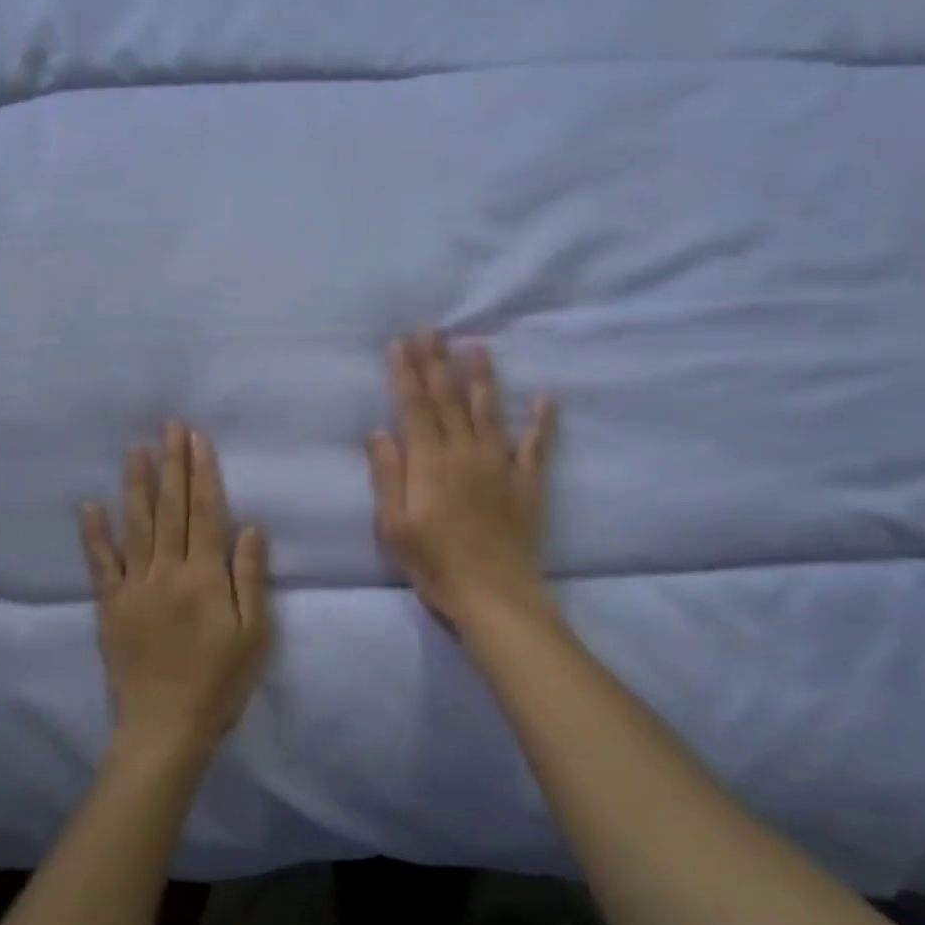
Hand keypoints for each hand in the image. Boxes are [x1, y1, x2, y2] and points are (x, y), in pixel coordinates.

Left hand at [80, 422, 272, 765]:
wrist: (164, 729)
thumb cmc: (219, 683)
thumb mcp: (254, 635)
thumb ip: (251, 579)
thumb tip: (250, 527)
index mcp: (206, 577)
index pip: (206, 512)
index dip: (202, 473)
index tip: (196, 438)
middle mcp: (168, 571)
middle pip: (171, 508)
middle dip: (172, 464)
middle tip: (169, 426)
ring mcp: (134, 586)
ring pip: (136, 524)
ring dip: (136, 484)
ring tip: (135, 448)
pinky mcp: (110, 606)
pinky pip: (100, 563)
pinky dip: (94, 533)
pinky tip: (90, 504)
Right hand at [368, 331, 556, 625]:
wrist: (494, 595)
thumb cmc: (435, 565)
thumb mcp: (394, 526)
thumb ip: (387, 476)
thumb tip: (379, 432)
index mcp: (430, 463)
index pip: (415, 407)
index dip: (407, 373)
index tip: (401, 343)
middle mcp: (465, 453)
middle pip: (449, 399)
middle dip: (439, 362)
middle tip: (434, 329)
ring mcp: (500, 465)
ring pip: (488, 411)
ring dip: (482, 378)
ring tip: (477, 346)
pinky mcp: (527, 484)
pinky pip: (536, 446)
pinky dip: (542, 421)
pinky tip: (546, 398)